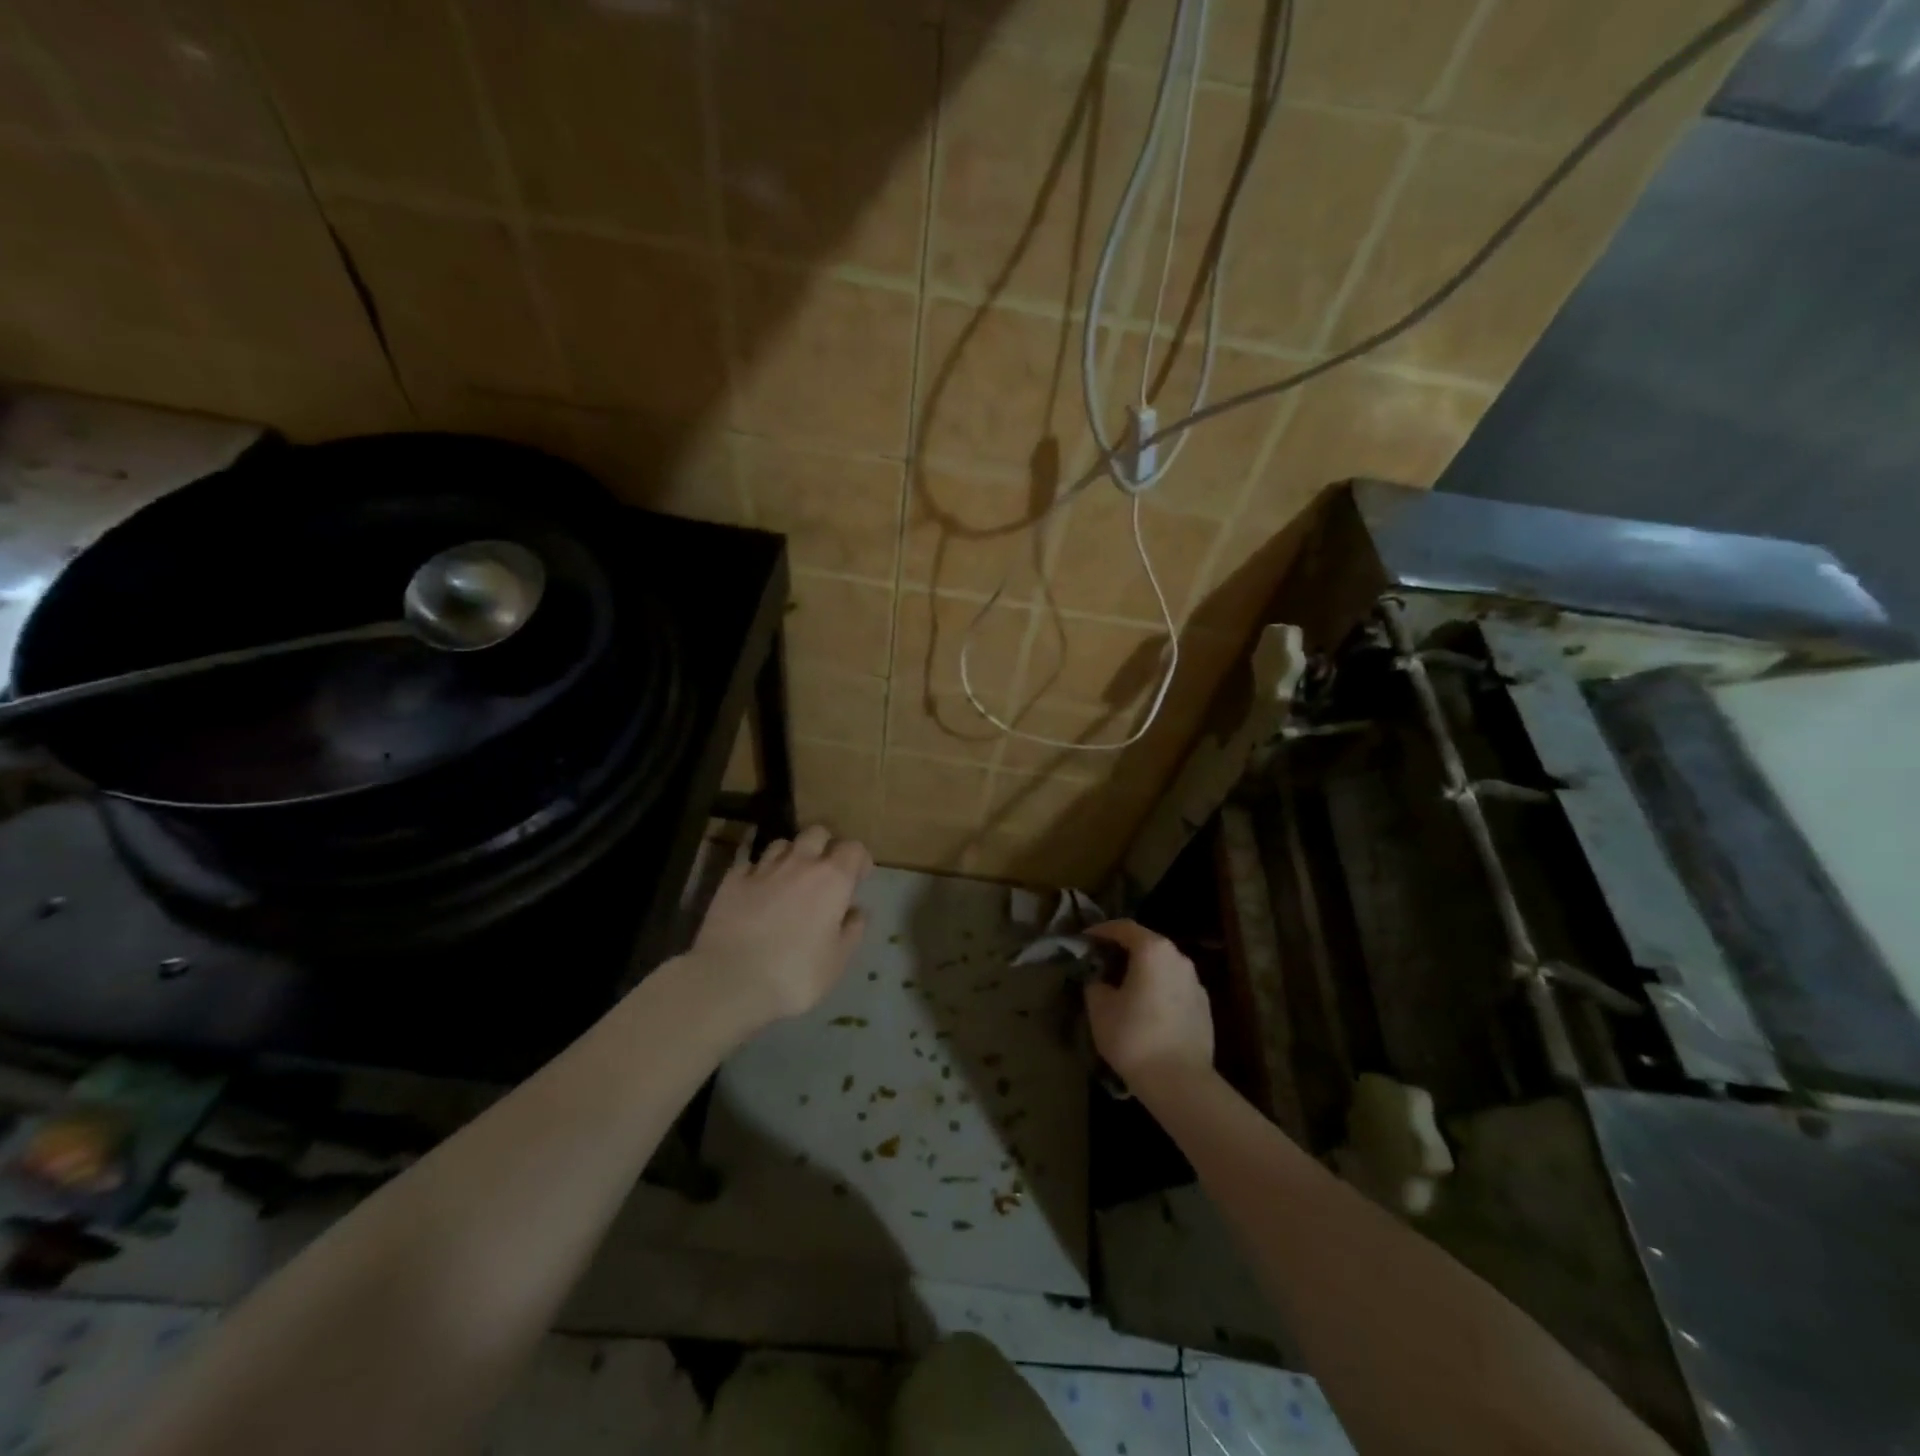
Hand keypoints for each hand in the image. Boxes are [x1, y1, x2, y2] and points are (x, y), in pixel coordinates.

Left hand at [691, 825, 873, 1028]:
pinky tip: (757, 890)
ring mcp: (762, 869)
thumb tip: (856, 910)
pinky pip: (750, 864)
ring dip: (791, 855)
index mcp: (832, 879)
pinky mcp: (731, 880)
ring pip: (782, 844)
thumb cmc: (795, 974)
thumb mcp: (837, 960)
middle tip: (825, 871)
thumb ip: (852, 930)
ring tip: (789, 878)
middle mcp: (800, 863)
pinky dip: (758, 872)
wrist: (730, 980)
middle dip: (825, 846)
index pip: (853, 849)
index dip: (859, 859)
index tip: (858, 878)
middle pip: (817, 833)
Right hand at [1083, 920, 1214, 1097]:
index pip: (1124, 927)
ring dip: (1143, 970)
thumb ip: (1096, 984)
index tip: (1085, 938)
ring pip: (1163, 966)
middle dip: (1123, 950)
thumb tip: (1101, 981)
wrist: (1180, 1082)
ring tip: (1124, 987)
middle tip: (1102, 962)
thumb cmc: (1134, 1037)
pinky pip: (1174, 987)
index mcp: (1152, 950)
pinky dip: (1158, 989)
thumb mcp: (1100, 1008)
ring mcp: (1195, 982)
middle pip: (1147, 944)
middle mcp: (1178, 958)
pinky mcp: (1204, 1007)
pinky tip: (1147, 1010)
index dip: (1102, 930)